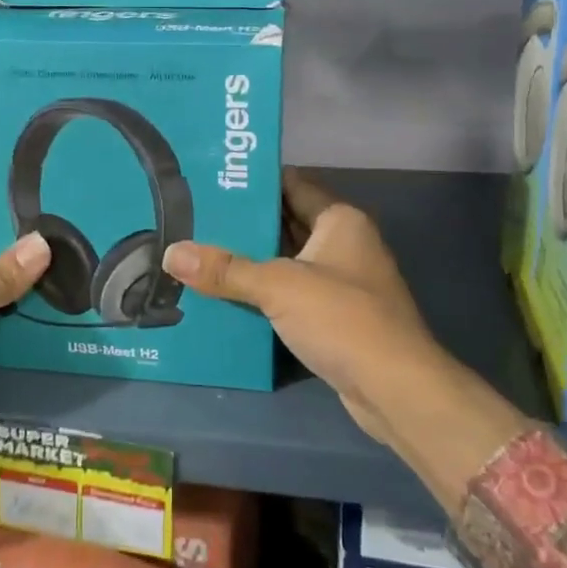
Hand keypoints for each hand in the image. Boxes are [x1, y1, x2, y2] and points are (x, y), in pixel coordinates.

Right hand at [161, 172, 530, 495]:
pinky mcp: (336, 318)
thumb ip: (226, 269)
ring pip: (287, 262)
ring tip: (199, 253)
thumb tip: (171, 253)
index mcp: (340, 220)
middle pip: (286, 224)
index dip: (255, 181)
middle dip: (244, 224)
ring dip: (251, 262)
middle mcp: (344, 244)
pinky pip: (292, 295)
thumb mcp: (279, 286)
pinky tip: (226, 296)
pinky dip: (264, 294)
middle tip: (194, 217)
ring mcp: (342, 283)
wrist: (395, 389)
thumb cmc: (343, 318)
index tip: (213, 178)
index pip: (292, 185)